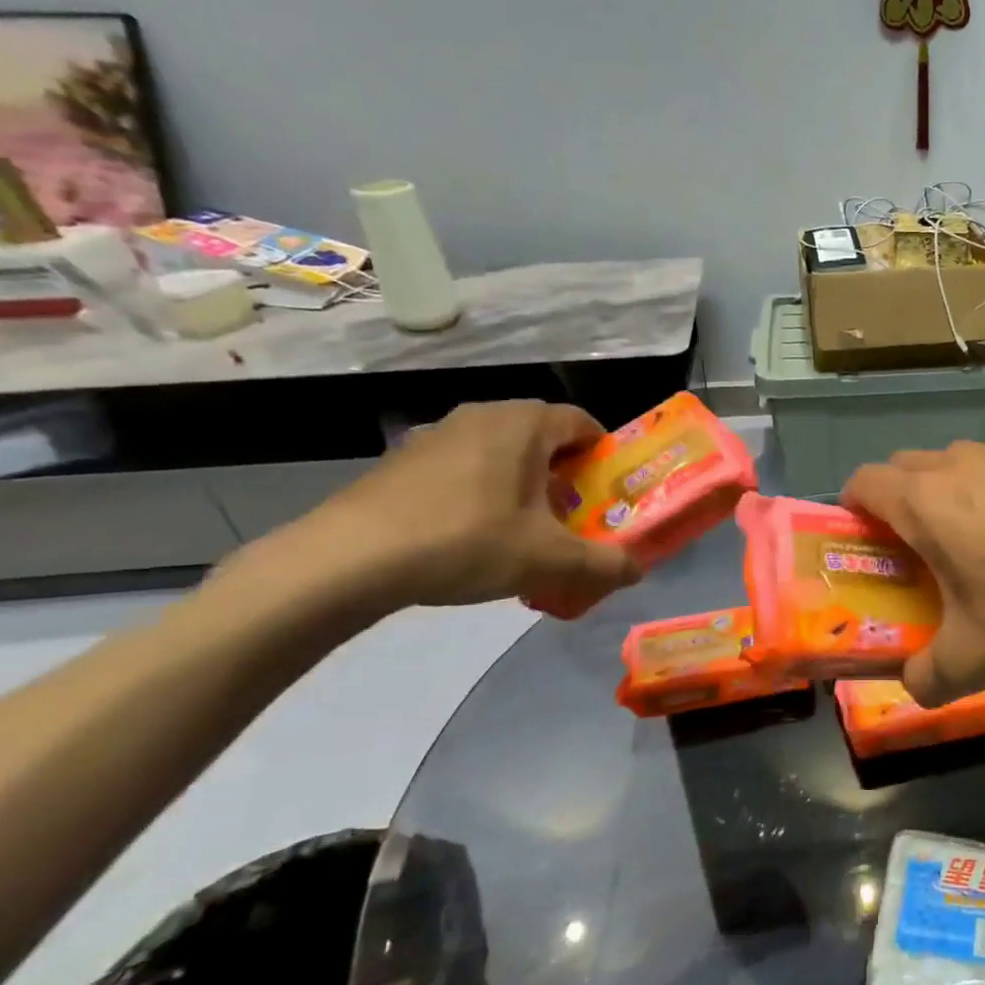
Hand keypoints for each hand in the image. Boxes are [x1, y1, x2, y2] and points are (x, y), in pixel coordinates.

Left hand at [266, 401, 639, 615]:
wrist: (346, 560)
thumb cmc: (466, 541)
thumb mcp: (549, 560)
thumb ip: (604, 564)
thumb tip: (638, 570)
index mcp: (525, 423)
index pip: (584, 424)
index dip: (605, 458)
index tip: (607, 495)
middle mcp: (484, 414)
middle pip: (544, 438)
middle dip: (565, 476)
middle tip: (570, 518)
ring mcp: (438, 433)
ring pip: (502, 452)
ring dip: (523, 484)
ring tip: (522, 531)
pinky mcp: (403, 459)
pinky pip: (464, 466)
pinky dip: (482, 491)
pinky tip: (470, 537)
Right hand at [843, 442, 984, 702]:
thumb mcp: (971, 663)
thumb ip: (926, 677)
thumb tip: (915, 686)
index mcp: (930, 501)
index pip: (865, 481)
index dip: (854, 508)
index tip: (865, 542)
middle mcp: (969, 466)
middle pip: (912, 465)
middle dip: (903, 499)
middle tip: (919, 550)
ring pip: (965, 461)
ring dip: (956, 491)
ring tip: (979, 542)